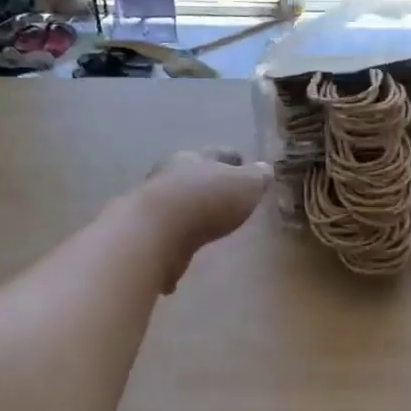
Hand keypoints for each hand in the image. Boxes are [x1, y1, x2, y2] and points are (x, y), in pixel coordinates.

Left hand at [136, 148, 272, 291]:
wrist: (155, 234)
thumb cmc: (206, 202)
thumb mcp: (245, 184)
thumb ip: (257, 177)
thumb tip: (264, 170)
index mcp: (195, 158)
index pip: (219, 154)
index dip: (236, 160)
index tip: (247, 168)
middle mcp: (169, 177)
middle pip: (193, 176)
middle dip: (209, 184)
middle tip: (226, 197)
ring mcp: (153, 206)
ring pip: (177, 205)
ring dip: (190, 213)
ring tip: (207, 226)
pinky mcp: (145, 236)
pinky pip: (167, 237)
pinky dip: (176, 243)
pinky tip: (184, 256)